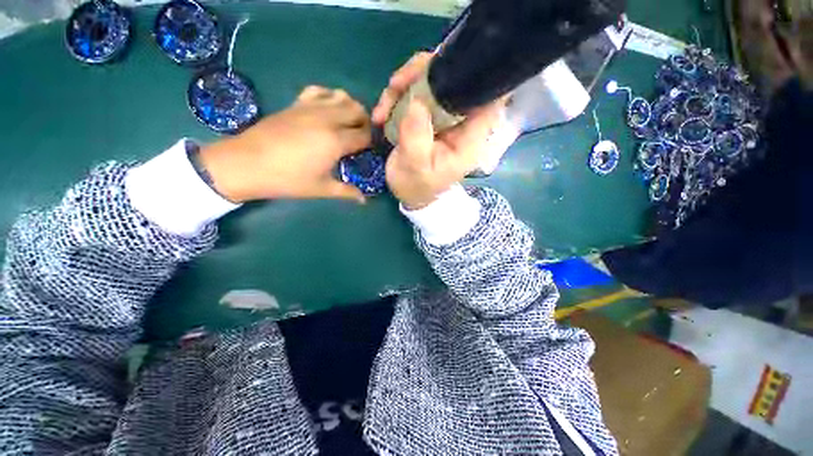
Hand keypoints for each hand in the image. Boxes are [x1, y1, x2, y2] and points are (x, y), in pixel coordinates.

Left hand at [200, 86, 370, 202]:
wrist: (245, 164)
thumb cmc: (287, 180)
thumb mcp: (321, 189)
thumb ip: (347, 192)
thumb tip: (364, 200)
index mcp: (335, 141)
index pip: (364, 135)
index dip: (371, 141)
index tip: (368, 150)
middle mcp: (327, 119)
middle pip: (357, 110)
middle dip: (365, 122)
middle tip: (361, 137)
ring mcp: (310, 107)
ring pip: (342, 96)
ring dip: (351, 107)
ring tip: (348, 123)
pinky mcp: (296, 103)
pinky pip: (320, 91)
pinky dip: (330, 96)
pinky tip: (328, 110)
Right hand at [373, 52, 502, 209]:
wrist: (410, 194)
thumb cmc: (417, 187)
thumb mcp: (416, 169)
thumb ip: (417, 140)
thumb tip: (415, 102)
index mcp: (469, 137)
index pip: (487, 96)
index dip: (475, 73)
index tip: (446, 64)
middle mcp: (460, 122)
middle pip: (455, 80)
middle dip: (424, 74)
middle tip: (395, 85)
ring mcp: (443, 117)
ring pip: (431, 82)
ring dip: (404, 85)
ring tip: (382, 109)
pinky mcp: (428, 116)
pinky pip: (415, 93)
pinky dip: (396, 97)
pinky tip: (381, 114)